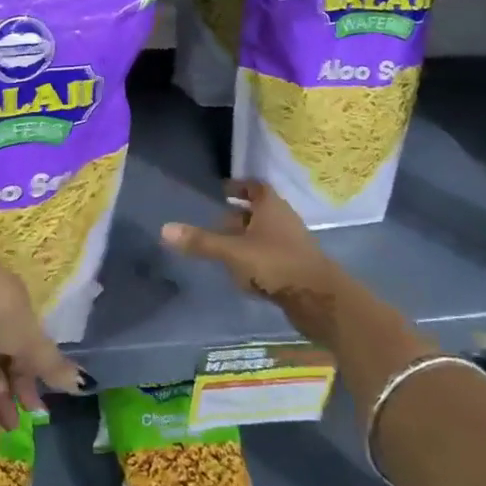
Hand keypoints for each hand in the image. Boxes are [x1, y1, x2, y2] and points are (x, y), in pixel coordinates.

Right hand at [161, 180, 355, 343]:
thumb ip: (201, 242)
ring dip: (245, 239)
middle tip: (212, 223)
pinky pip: (269, 256)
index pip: (254, 186)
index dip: (238, 187)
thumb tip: (164, 229)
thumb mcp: (233, 252)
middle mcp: (283, 220)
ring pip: (263, 235)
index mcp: (271, 206)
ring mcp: (291, 244)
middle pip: (258, 212)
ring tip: (222, 249)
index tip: (220, 191)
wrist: (320, 299)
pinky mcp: (295, 268)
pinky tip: (241, 275)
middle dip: (236, 216)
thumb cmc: (275, 264)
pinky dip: (254, 259)